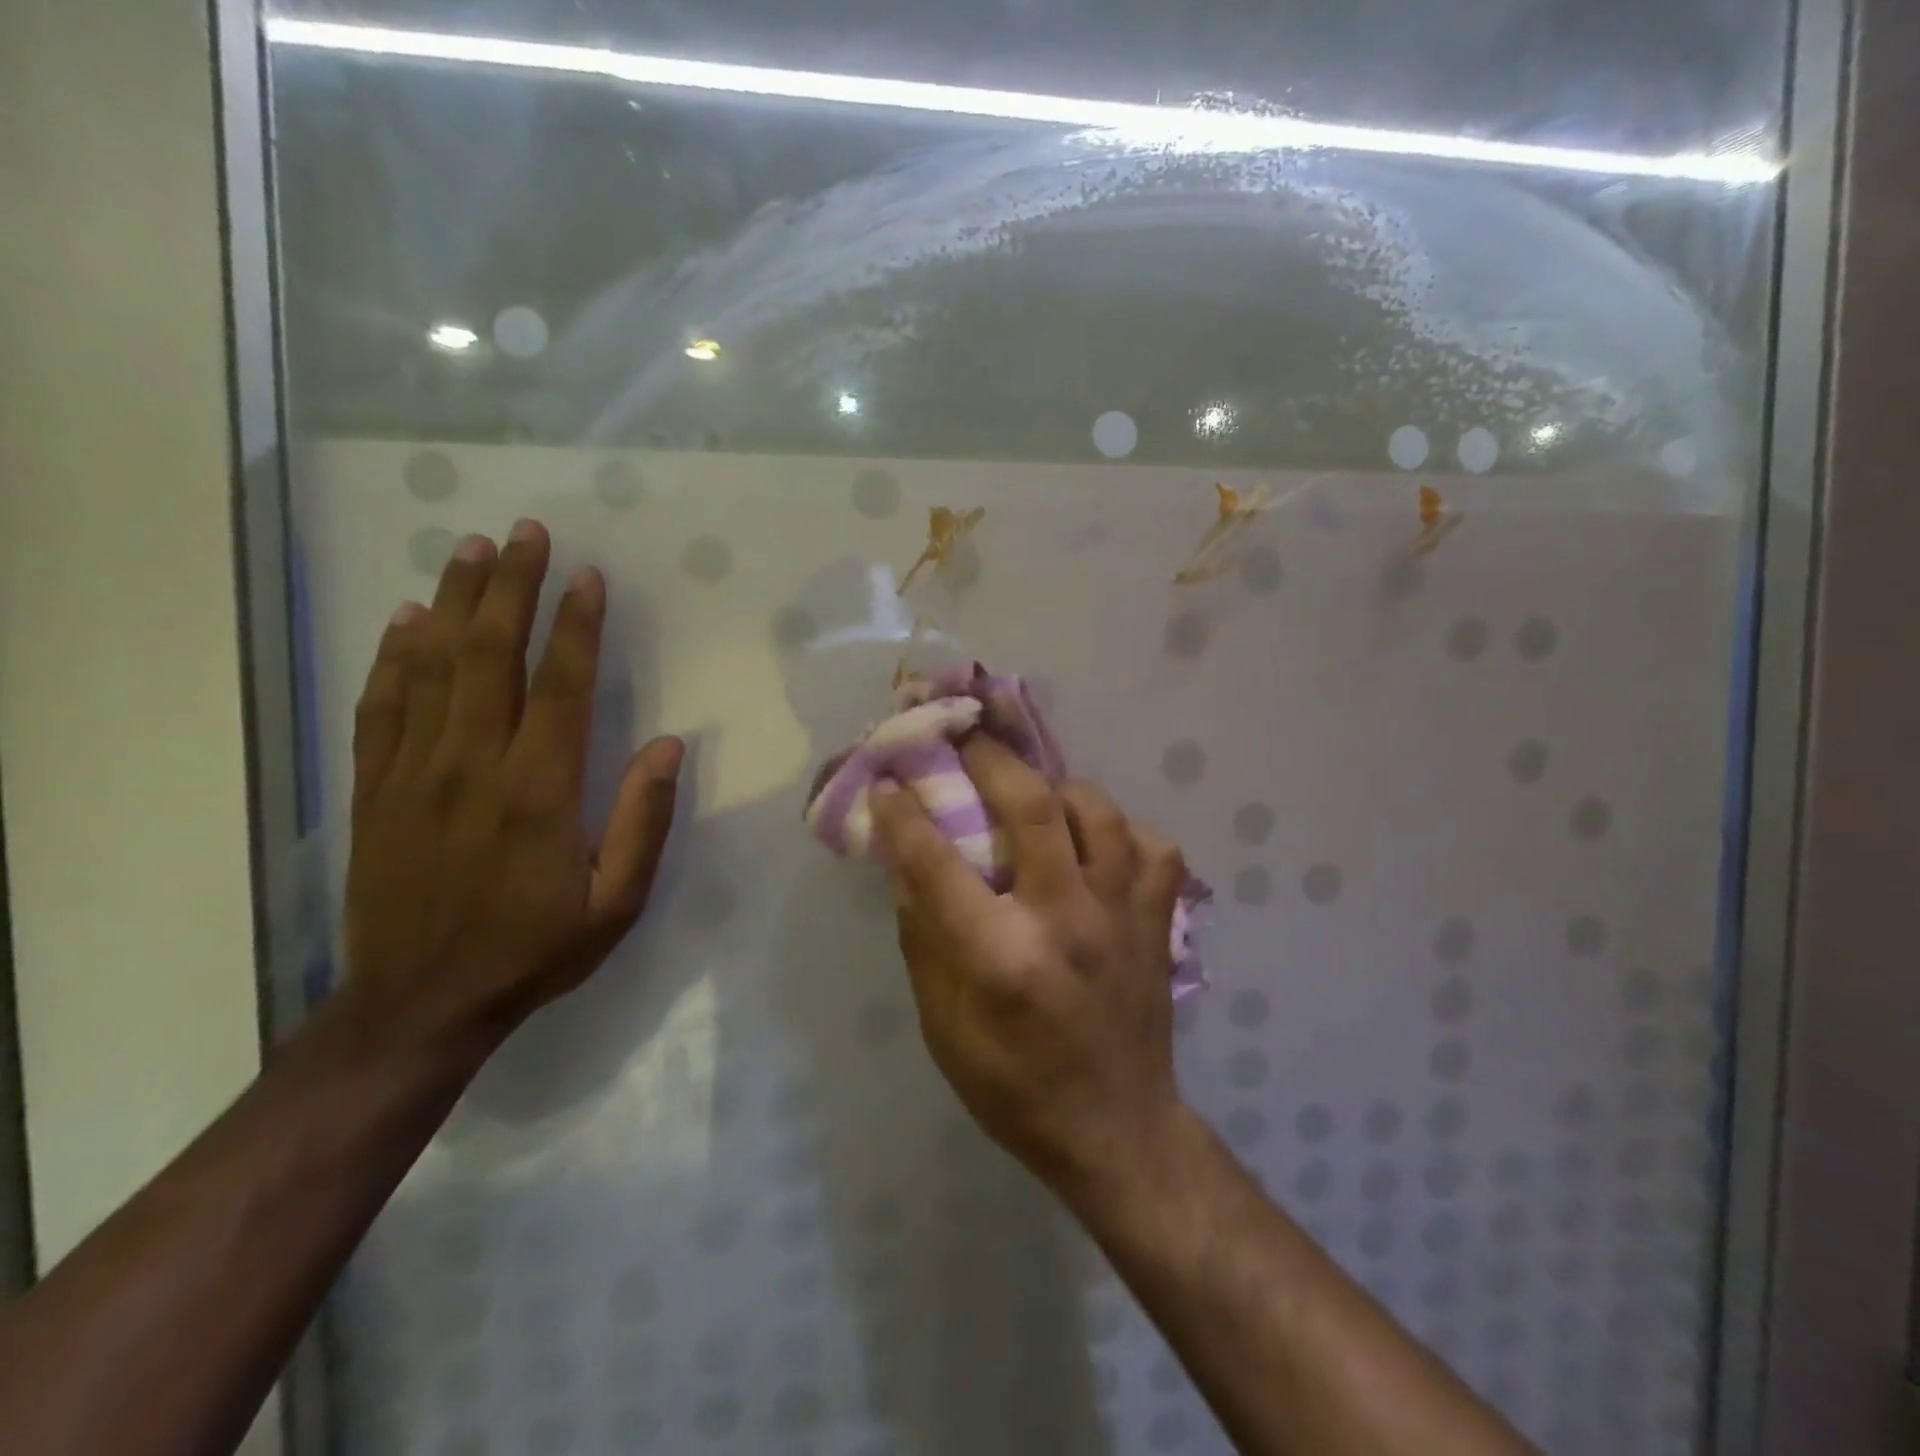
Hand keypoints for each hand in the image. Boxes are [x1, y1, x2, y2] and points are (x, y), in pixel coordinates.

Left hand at [343, 519, 681, 1053]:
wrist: (419, 1003)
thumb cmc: (533, 950)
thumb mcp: (615, 903)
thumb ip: (643, 821)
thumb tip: (665, 745)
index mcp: (538, 791)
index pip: (558, 686)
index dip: (575, 625)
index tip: (587, 576)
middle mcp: (471, 765)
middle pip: (489, 656)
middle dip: (510, 588)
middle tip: (524, 532)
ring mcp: (412, 773)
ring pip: (431, 668)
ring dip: (454, 603)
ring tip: (470, 550)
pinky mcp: (373, 789)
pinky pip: (380, 707)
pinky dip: (393, 657)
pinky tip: (406, 620)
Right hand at [869, 737, 1190, 1197]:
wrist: (1118, 1131)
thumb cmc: (1015, 1089)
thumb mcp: (944, 1029)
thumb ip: (925, 942)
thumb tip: (908, 870)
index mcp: (1002, 957)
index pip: (939, 864)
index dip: (905, 815)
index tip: (888, 782)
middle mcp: (1067, 920)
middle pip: (1032, 807)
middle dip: (990, 759)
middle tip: (966, 738)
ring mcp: (1124, 916)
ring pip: (1099, 813)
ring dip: (1057, 788)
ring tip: (1032, 790)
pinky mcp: (1160, 920)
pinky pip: (1150, 847)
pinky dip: (1120, 832)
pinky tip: (1096, 844)